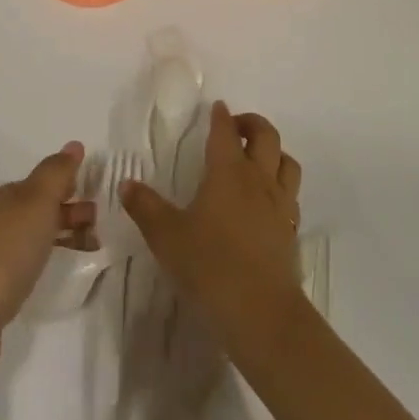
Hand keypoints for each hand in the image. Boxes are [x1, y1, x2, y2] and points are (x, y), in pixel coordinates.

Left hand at [0, 144, 91, 419]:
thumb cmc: (4, 255)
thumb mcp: (36, 204)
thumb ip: (55, 174)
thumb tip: (73, 144)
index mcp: (6, 198)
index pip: (44, 181)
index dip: (71, 183)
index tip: (102, 193)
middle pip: (40, 208)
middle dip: (71, 209)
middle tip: (101, 224)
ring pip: (36, 236)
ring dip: (64, 236)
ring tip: (93, 250)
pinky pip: (28, 264)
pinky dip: (48, 261)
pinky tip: (58, 274)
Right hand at [121, 103, 305, 351]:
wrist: (261, 312)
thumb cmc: (209, 266)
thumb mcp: (167, 237)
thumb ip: (145, 207)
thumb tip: (127, 183)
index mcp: (228, 172)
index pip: (225, 132)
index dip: (221, 116)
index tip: (217, 107)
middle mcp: (258, 179)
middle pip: (266, 136)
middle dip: (253, 124)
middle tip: (237, 127)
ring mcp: (280, 205)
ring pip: (287, 162)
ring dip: (274, 151)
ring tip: (258, 157)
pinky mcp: (291, 231)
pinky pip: (291, 194)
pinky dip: (281, 184)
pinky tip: (268, 200)